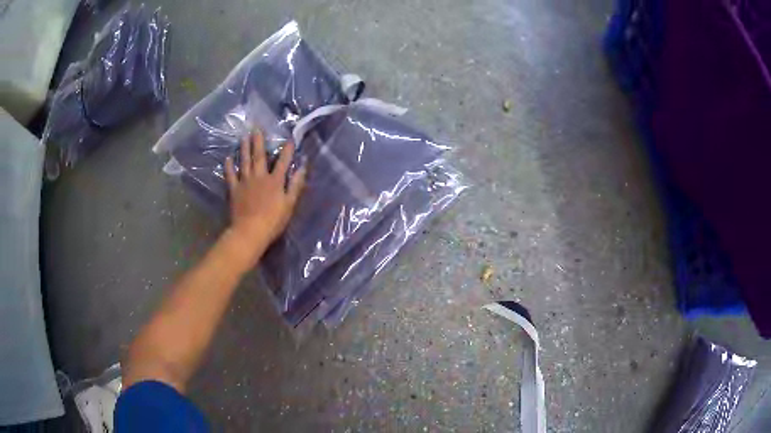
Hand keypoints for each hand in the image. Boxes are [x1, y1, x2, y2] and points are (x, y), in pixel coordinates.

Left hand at [223, 131, 305, 268]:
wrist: (250, 231)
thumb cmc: (273, 221)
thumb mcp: (289, 204)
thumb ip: (296, 185)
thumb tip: (303, 167)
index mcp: (275, 181)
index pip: (282, 162)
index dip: (287, 150)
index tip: (289, 139)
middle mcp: (259, 177)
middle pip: (259, 156)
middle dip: (259, 141)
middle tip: (256, 128)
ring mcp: (245, 182)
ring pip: (244, 161)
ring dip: (244, 148)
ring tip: (243, 137)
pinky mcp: (234, 190)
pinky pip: (230, 175)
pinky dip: (229, 166)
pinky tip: (228, 158)